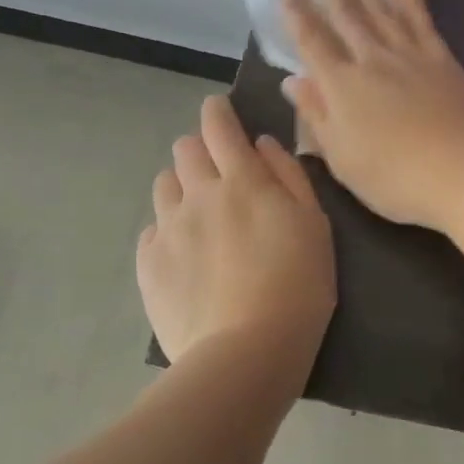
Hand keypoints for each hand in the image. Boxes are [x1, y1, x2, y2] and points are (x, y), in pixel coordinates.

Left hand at [137, 95, 334, 391]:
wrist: (247, 351)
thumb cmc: (298, 284)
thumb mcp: (314, 224)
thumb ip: (289, 176)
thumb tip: (262, 144)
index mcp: (242, 180)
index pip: (219, 125)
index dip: (217, 111)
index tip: (220, 111)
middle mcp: (198, 194)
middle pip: (185, 149)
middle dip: (201, 148)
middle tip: (221, 173)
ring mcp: (168, 229)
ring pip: (164, 184)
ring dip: (182, 186)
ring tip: (203, 214)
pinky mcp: (149, 264)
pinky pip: (152, 229)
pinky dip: (168, 229)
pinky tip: (187, 253)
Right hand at [280, 0, 463, 231]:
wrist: (459, 173)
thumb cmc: (393, 177)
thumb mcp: (341, 157)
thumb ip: (316, 115)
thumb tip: (293, 81)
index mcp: (342, 86)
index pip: (313, 41)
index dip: (298, 13)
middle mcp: (372, 60)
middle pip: (347, 13)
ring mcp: (409, 55)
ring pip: (381, 7)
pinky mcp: (441, 58)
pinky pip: (421, 19)